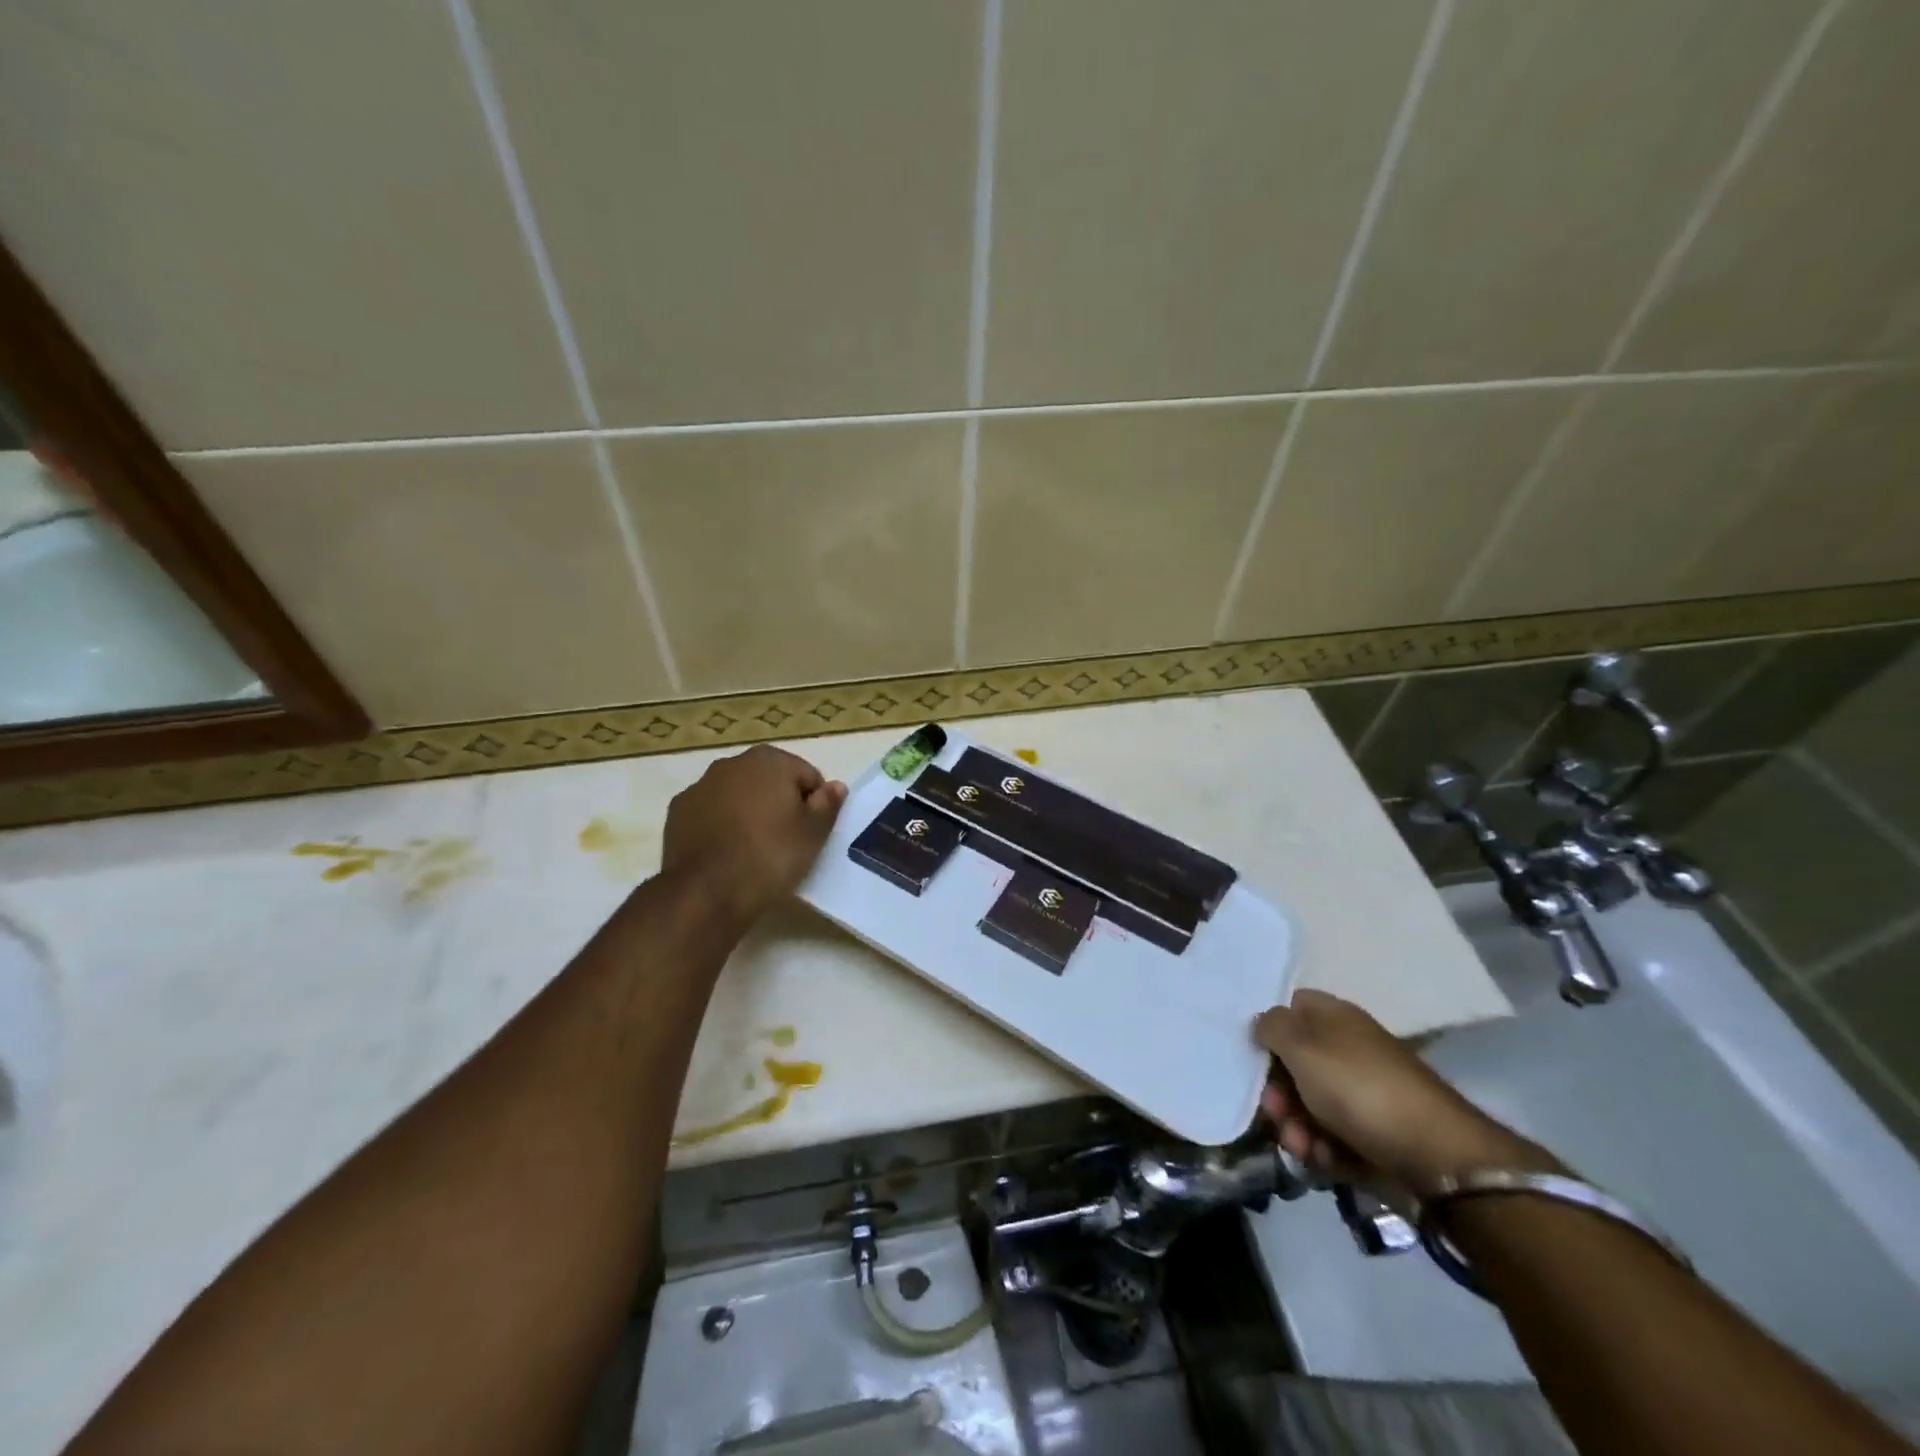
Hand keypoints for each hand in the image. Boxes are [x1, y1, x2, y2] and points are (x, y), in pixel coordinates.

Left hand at [662, 745, 847, 924]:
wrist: (707, 892)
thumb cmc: (770, 856)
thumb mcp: (813, 833)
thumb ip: (828, 804)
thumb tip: (835, 786)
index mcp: (768, 760)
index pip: (807, 776)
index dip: (814, 804)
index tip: (811, 833)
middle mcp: (731, 763)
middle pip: (769, 781)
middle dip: (779, 803)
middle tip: (786, 841)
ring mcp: (700, 786)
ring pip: (737, 795)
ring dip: (748, 812)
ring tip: (754, 850)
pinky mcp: (677, 812)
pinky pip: (711, 813)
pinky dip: (721, 825)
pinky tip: (726, 853)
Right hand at [1255, 990, 1556, 1193]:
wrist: (1435, 1157)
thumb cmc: (1359, 1088)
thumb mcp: (1303, 1047)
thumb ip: (1271, 1027)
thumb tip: (1262, 1022)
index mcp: (1334, 1017)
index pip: (1290, 1008)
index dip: (1268, 1029)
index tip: (1252, 1055)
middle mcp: (1347, 1048)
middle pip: (1294, 1062)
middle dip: (1277, 1092)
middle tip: (1275, 1114)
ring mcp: (1362, 1092)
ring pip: (1309, 1103)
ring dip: (1295, 1126)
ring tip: (1300, 1147)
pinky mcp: (1372, 1132)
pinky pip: (1331, 1134)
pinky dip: (1321, 1147)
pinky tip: (1322, 1160)